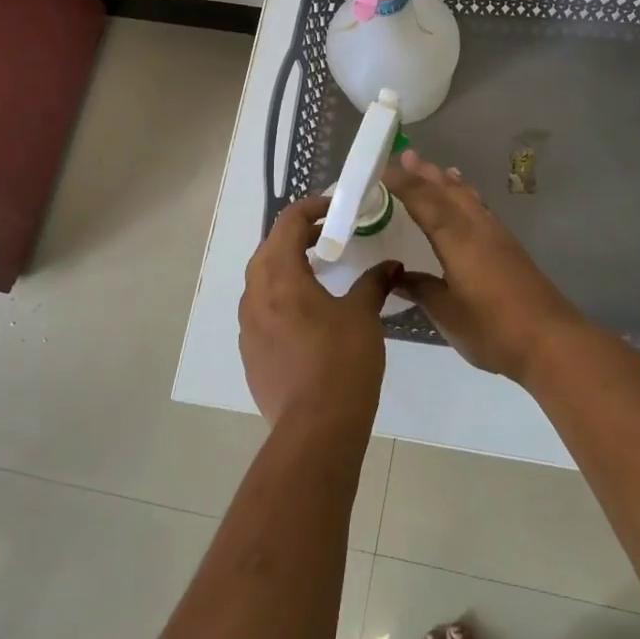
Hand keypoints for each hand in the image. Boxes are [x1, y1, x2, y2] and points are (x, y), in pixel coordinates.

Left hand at [239, 195, 396, 431]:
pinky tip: (306, 314)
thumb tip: (391, 265)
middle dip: (297, 236)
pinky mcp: (250, 354)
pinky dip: (280, 298)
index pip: (287, 224)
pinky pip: (260, 311)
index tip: (336, 209)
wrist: (315, 429)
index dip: (311, 209)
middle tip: (328, 236)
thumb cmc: (341, 361)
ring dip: (285, 267)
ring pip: (261, 281)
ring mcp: (248, 327)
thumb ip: (374, 283)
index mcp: (280, 277)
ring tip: (317, 271)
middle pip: (269, 249)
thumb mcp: (363, 315)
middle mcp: (255, 296)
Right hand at [383, 149, 586, 381]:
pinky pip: (482, 210)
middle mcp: (478, 228)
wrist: (550, 341)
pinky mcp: (512, 250)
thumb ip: (421, 289)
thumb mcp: (447, 312)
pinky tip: (469, 205)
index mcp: (457, 239)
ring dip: (449, 183)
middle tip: (407, 154)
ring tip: (436, 169)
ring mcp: (498, 237)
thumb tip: (397, 276)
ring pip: (469, 199)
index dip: (404, 183)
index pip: (425, 202)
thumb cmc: (492, 328)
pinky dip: (468, 198)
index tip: (384, 165)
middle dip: (426, 174)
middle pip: (449, 192)